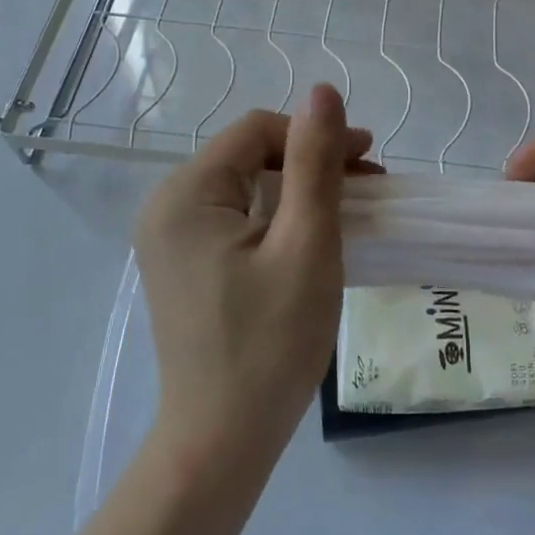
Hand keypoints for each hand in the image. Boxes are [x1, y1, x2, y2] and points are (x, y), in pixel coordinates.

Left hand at [133, 84, 374, 468]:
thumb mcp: (305, 244)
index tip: (369, 162)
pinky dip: (277, 218)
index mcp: (186, 193)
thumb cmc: (269, 344)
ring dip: (298, 191)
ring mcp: (169, 237)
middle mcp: (166, 205)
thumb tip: (322, 91)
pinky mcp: (182, 263)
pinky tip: (309, 239)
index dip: (316, 136)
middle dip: (310, 164)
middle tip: (366, 189)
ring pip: (245, 186)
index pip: (257, 131)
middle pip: (249, 155)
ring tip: (347, 213)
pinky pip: (235, 217)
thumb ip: (314, 162)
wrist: (220, 443)